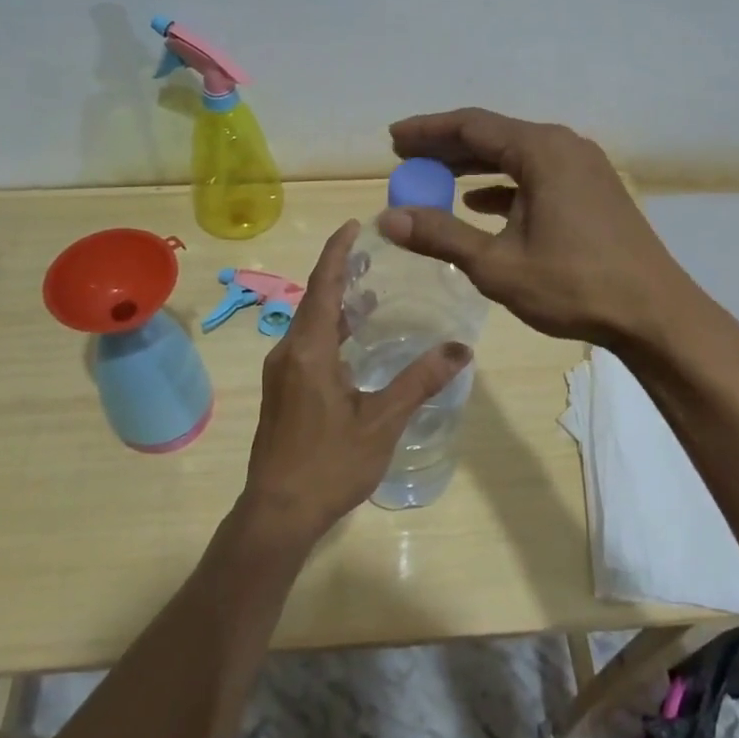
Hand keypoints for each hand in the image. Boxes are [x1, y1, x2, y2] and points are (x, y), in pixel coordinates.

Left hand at [241, 219, 471, 542]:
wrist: (277, 512)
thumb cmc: (330, 464)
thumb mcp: (382, 422)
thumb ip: (419, 382)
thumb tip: (461, 349)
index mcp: (309, 350)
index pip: (323, 285)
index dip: (338, 252)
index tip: (354, 225)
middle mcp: (289, 352)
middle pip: (315, 299)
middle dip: (340, 273)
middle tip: (372, 254)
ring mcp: (282, 373)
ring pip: (310, 324)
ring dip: (336, 304)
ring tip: (368, 290)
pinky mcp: (283, 392)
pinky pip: (307, 344)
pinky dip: (331, 331)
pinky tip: (353, 342)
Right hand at [380, 108, 710, 349]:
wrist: (654, 313)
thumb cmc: (574, 285)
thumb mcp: (497, 264)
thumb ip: (442, 236)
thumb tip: (388, 219)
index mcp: (542, 151)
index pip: (471, 125)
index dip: (427, 131)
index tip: (393, 139)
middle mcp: (564, 147)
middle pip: (493, 136)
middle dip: (446, 148)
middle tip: (406, 159)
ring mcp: (583, 168)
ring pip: (515, 156)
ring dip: (473, 167)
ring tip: (433, 179)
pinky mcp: (592, 191)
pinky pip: (536, 175)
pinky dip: (503, 185)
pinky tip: (479, 204)